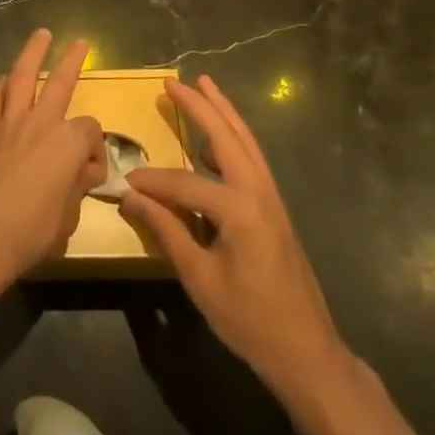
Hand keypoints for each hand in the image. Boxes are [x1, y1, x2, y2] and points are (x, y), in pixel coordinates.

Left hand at [0, 29, 105, 295]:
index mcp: (67, 144)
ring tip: (40, 35)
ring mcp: (9, 122)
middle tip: (80, 43)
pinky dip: (0, 86)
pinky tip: (4, 81)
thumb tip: (83, 173)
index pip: (91, 131)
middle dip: (72, 60)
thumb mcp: (68, 219)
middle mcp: (40, 123)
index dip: (96, 150)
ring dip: (32, 53)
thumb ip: (77, 189)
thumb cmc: (30, 233)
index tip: (91, 173)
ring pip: (22, 76)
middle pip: (60, 81)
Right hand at [121, 75, 345, 397]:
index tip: (127, 181)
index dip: (153, 182)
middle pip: (226, 135)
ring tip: (204, 85)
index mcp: (239, 209)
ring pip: (245, 140)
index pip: (184, 182)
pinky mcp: (276, 207)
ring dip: (223, 112)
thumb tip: (132, 197)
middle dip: (199, 105)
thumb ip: (167, 231)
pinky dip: (235, 137)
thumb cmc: (250, 320)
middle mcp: (258, 191)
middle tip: (173, 81)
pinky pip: (253, 158)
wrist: (307, 353)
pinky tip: (219, 139)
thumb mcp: (201, 279)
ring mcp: (272, 197)